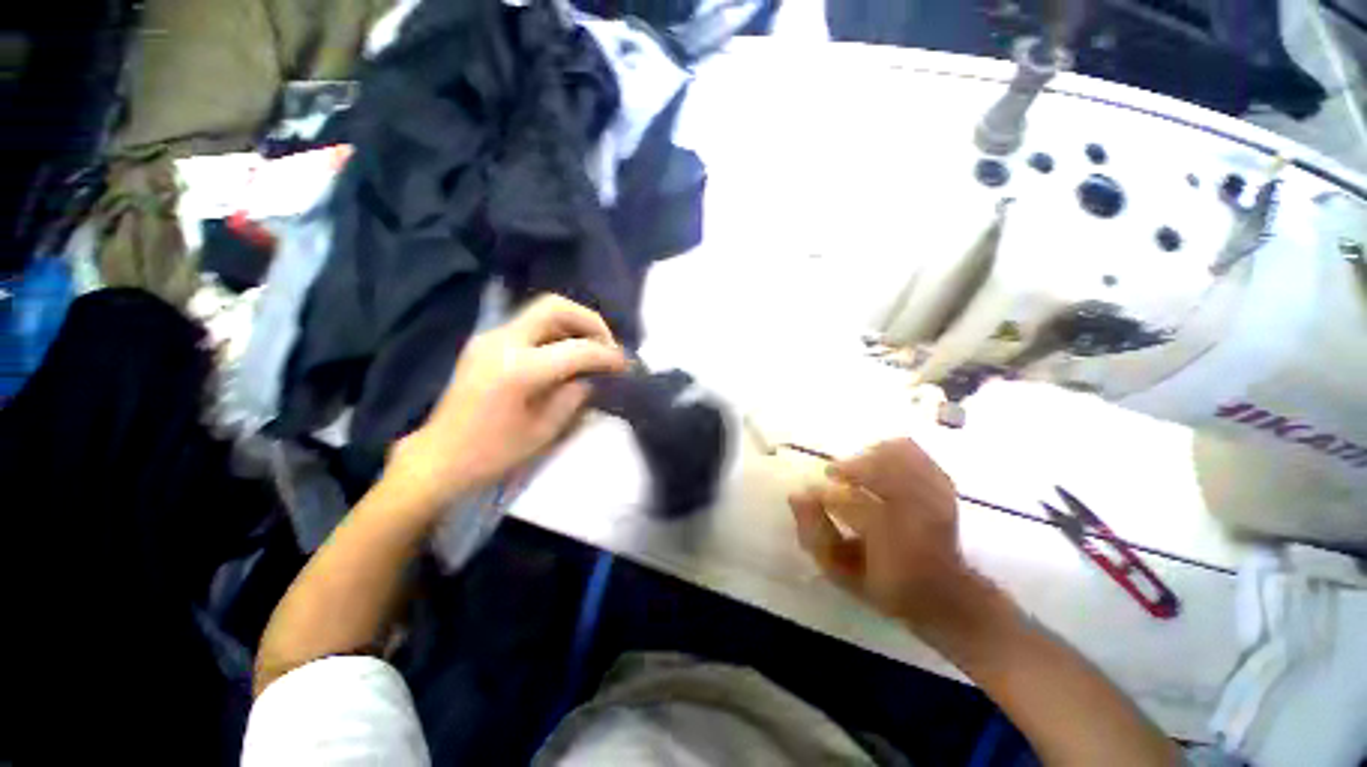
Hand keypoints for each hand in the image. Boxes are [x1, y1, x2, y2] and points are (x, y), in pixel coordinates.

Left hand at [386, 294, 627, 512]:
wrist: (439, 457)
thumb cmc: (493, 453)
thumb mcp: (544, 430)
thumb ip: (575, 396)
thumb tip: (594, 376)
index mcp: (519, 370)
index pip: (577, 349)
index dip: (607, 355)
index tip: (625, 365)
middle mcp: (502, 342)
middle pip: (555, 307)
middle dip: (591, 322)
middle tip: (607, 346)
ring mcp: (490, 337)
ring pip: (542, 311)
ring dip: (573, 324)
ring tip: (590, 349)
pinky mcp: (485, 342)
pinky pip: (529, 324)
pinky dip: (556, 331)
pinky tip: (565, 353)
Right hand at [789, 439, 995, 637]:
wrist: (944, 593)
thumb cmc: (884, 585)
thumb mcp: (841, 572)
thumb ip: (814, 534)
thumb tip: (796, 496)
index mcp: (895, 546)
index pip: (851, 504)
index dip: (822, 494)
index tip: (808, 493)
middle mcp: (920, 516)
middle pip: (879, 472)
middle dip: (848, 469)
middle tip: (834, 476)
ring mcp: (936, 497)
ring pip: (896, 455)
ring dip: (868, 458)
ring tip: (856, 471)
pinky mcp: (943, 484)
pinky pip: (912, 451)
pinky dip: (889, 450)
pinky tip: (877, 462)